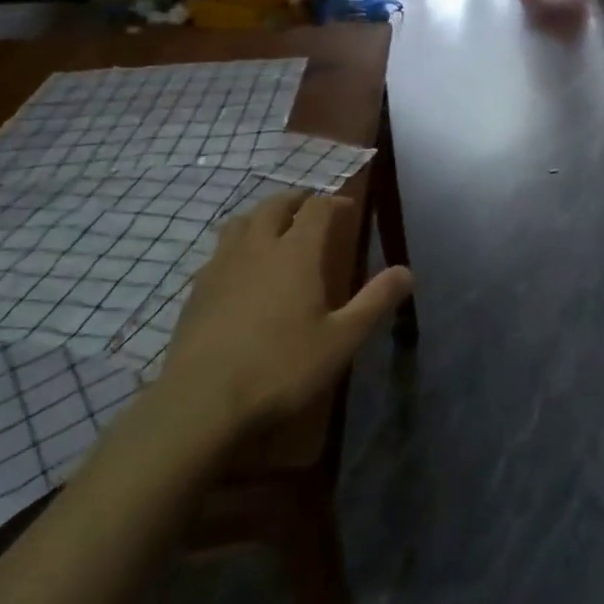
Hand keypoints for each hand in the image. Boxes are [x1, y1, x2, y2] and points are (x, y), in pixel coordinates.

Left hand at [159, 190, 412, 435]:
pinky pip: (218, 252)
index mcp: (295, 252)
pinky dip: (236, 246)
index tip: (348, 208)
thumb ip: (375, 301)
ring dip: (261, 216)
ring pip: (240, 222)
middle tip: (311, 207)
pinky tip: (240, 270)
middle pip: (275, 205)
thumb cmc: (281, 367)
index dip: (335, 202)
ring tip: (273, 228)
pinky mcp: (196, 292)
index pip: (317, 208)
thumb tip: (407, 271)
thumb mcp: (341, 339)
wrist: (200, 403)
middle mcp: (257, 248)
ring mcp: (221, 267)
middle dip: (296, 200)